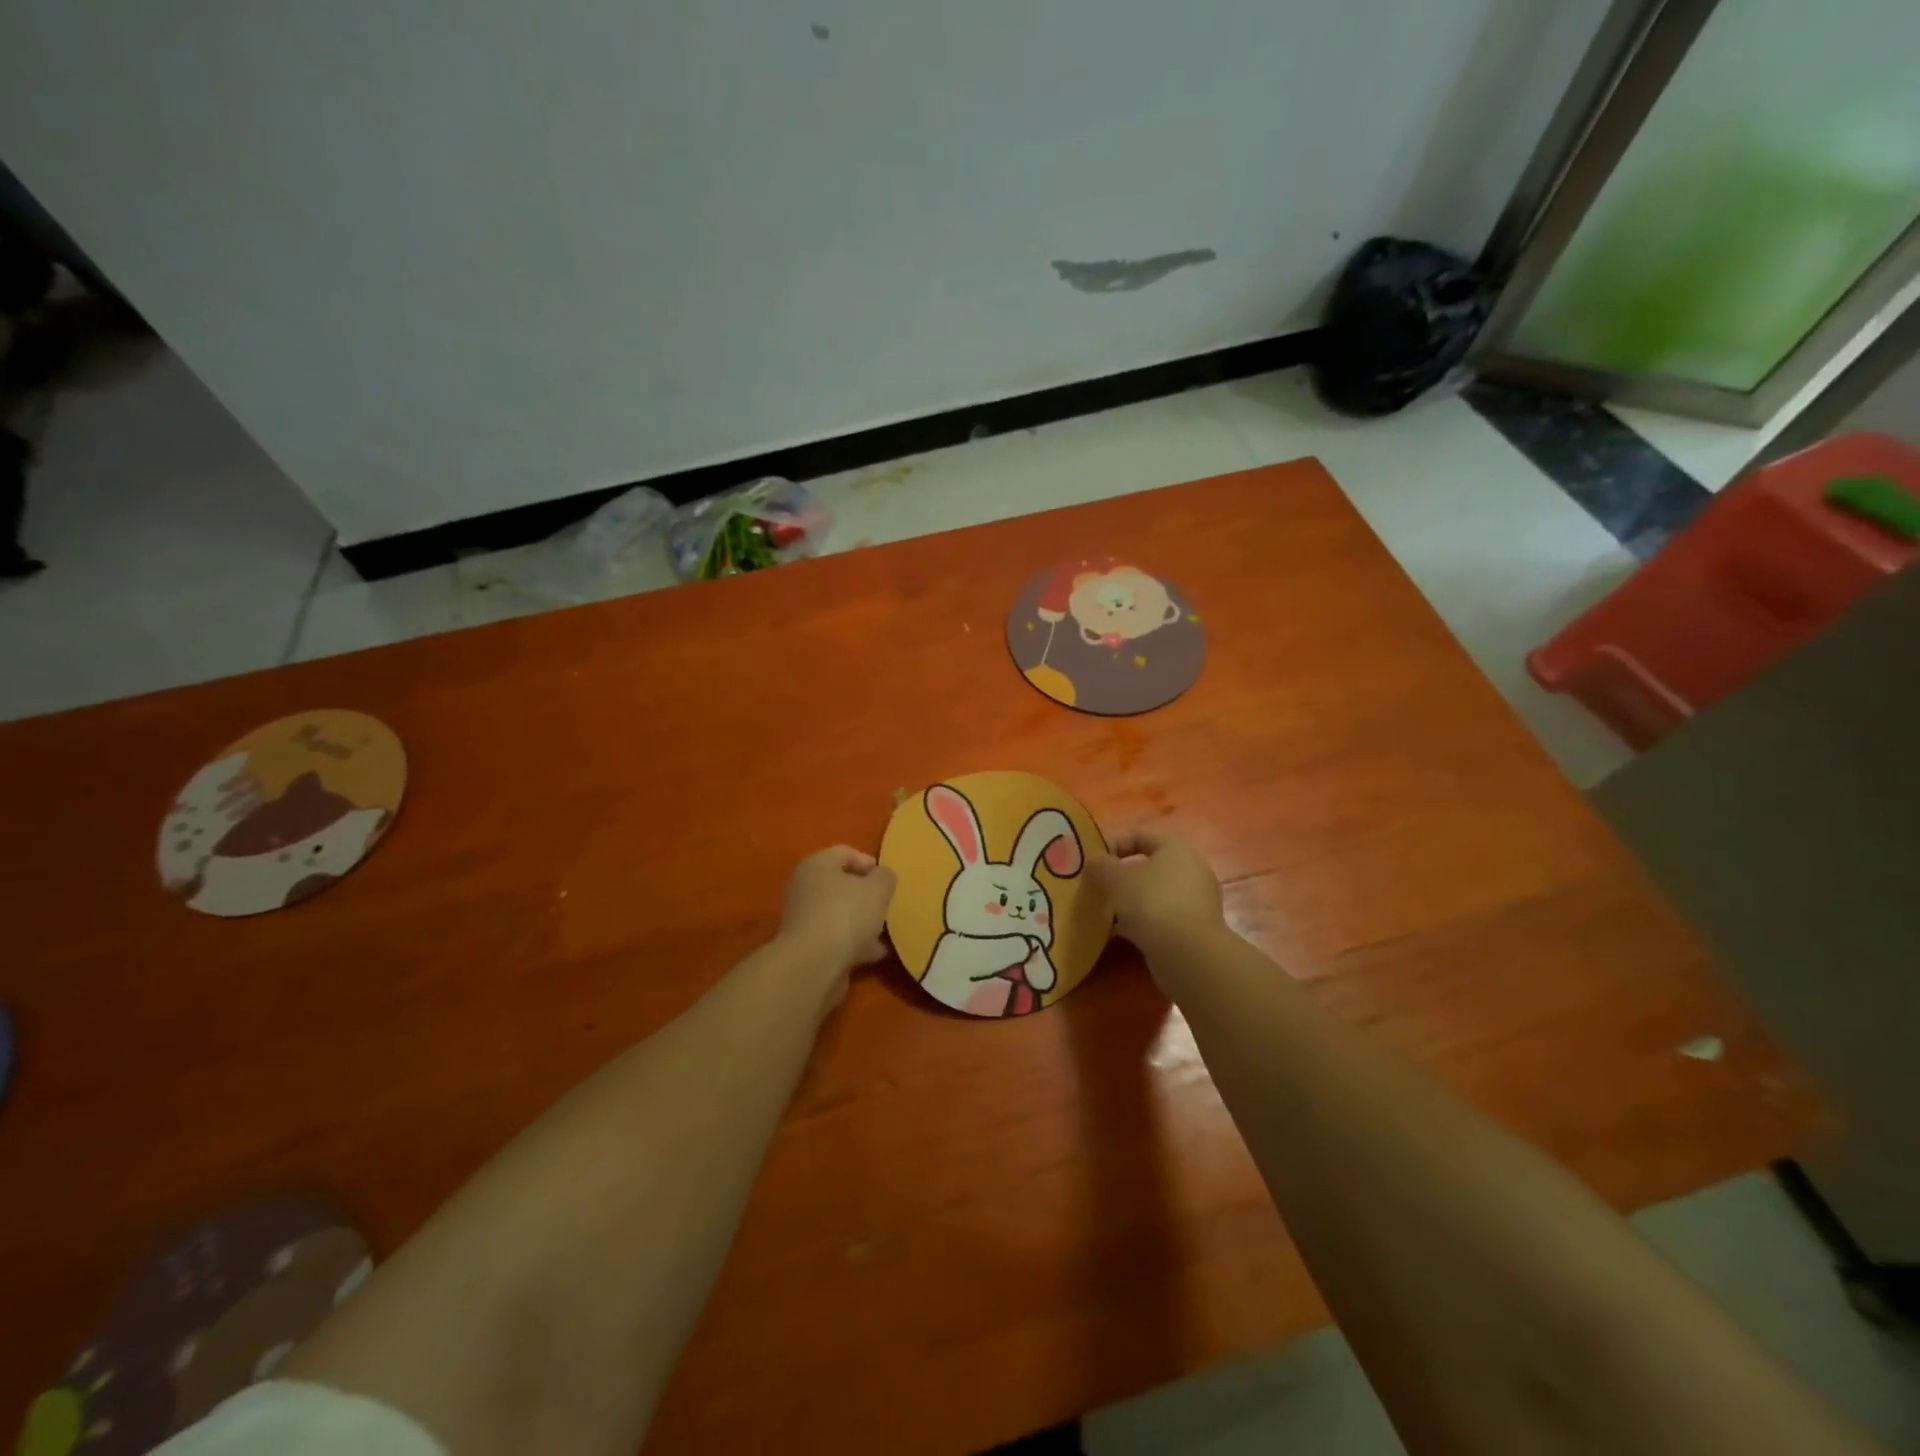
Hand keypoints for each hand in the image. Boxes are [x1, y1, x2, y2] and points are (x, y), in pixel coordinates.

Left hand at [778, 846, 895, 972]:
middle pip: (840, 884)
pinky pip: (837, 939)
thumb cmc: (846, 914)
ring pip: (840, 914)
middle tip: (887, 903)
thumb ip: (884, 877)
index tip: (887, 878)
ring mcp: (804, 920)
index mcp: (817, 865)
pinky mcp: (808, 947)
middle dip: (865, 894)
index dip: (868, 861)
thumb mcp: (878, 888)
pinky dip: (856, 943)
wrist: (814, 965)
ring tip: (887, 931)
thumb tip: (881, 877)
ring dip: (862, 921)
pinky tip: (877, 953)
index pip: (844, 852)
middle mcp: (805, 888)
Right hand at [1088, 829, 1223, 955]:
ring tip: (1108, 913)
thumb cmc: (1150, 901)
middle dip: (1122, 877)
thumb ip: (1100, 866)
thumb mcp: (1114, 878)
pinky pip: (1164, 917)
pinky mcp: (1197, 928)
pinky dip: (1144, 922)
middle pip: (1149, 866)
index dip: (1113, 844)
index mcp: (1176, 848)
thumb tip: (1094, 864)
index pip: (1140, 836)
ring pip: (1155, 894)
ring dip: (1131, 901)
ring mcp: (1198, 900)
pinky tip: (1123, 934)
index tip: (1093, 863)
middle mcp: (1192, 869)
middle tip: (1100, 888)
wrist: (1187, 953)